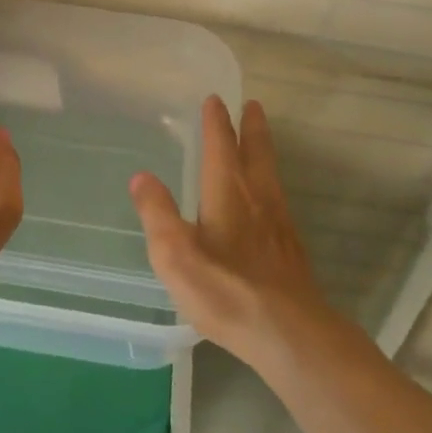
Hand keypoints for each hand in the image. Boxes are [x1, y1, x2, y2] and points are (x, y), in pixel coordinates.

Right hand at [130, 97, 331, 370]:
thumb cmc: (225, 289)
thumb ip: (157, 213)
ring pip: (271, 174)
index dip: (216, 122)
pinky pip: (278, 200)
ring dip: (264, 150)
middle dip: (251, 127)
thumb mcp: (175, 253)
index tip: (215, 100)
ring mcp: (279, 223)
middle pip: (256, 152)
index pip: (220, 146)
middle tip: (252, 104)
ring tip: (261, 139)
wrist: (288, 332)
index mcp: (227, 192)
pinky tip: (268, 201)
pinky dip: (271, 183)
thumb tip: (141, 176)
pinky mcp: (290, 248)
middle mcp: (257, 198)